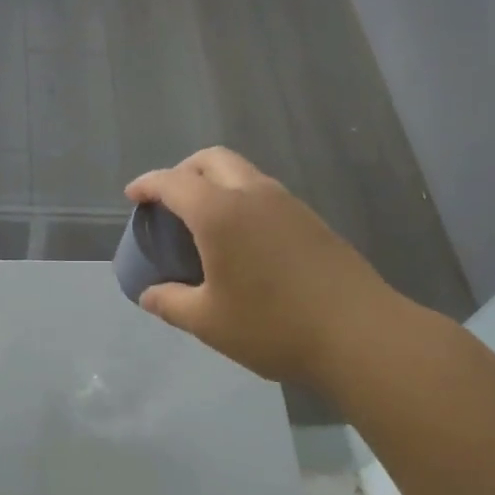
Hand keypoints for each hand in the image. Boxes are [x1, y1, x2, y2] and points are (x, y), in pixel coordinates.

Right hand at [126, 148, 402, 388]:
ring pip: (242, 172)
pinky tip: (242, 238)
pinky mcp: (312, 220)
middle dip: (183, 170)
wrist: (361, 334)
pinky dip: (241, 198)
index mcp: (220, 212)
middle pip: (211, 159)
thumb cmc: (274, 326)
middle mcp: (253, 194)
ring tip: (203, 219)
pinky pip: (264, 192)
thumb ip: (171, 303)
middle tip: (169, 199)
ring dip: (215, 182)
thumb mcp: (209, 322)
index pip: (173, 182)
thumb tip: (149, 295)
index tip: (133, 195)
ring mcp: (288, 203)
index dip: (148, 184)